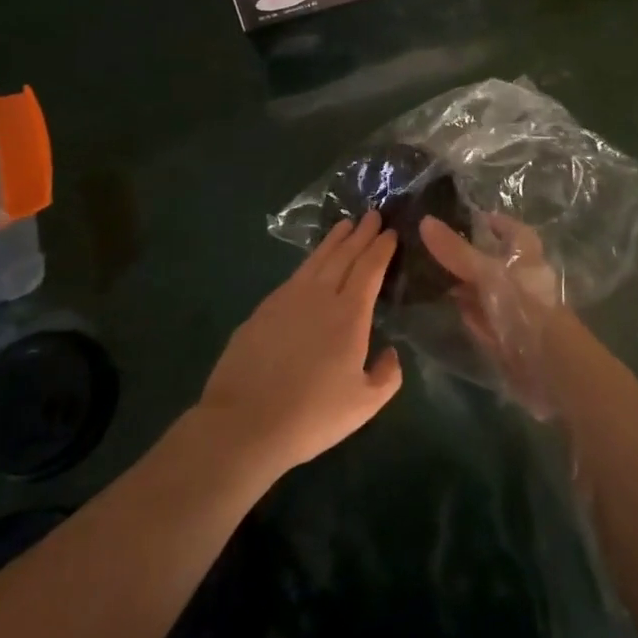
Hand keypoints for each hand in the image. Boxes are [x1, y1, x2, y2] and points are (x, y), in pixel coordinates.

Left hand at [197, 209, 404, 477]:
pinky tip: (312, 264)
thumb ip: (387, 376)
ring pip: (317, 259)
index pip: (370, 269)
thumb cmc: (312, 415)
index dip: (381, 248)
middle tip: (372, 214)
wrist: (245, 423)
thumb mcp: (363, 405)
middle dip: (361, 233)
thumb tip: (392, 352)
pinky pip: (295, 274)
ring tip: (345, 224)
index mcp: (350, 314)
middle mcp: (321, 295)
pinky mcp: (264, 309)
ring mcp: (288, 298)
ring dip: (334, 240)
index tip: (391, 231)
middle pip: (345, 255)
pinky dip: (310, 260)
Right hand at [419, 212, 566, 416]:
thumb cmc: (523, 306)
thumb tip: (424, 220)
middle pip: (493, 260)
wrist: (547, 365)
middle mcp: (521, 278)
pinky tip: (446, 307)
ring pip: (485, 290)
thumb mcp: (486, 272)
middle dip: (468, 254)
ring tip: (430, 273)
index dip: (492, 222)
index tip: (465, 217)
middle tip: (433, 246)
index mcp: (525, 254)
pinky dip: (466, 312)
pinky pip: (482, 317)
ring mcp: (513, 308)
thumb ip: (456, 250)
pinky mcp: (505, 335)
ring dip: (463, 284)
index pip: (510, 229)